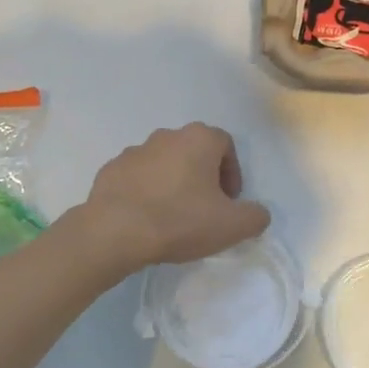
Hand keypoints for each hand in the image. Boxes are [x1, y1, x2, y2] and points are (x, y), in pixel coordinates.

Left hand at [77, 124, 271, 272]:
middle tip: (204, 209)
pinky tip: (145, 218)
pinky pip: (137, 177)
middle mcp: (166, 136)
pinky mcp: (111, 169)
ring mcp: (134, 150)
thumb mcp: (232, 226)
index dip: (232, 173)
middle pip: (194, 151)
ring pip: (164, 163)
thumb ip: (255, 216)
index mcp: (198, 139)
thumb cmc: (180, 220)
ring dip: (172, 182)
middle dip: (203, 176)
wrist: (115, 231)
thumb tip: (257, 213)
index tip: (229, 202)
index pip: (226, 145)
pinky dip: (145, 191)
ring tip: (172, 216)